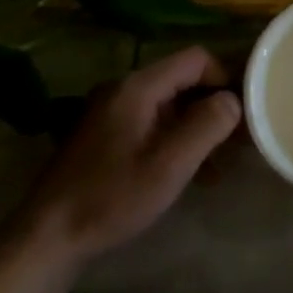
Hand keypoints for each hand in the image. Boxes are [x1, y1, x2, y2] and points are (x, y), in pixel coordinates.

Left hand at [22, 46, 242, 267]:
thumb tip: (233, 101)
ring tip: (219, 164)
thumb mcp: (169, 164)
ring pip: (171, 105)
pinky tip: (191, 174)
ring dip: (198, 128)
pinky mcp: (108, 135)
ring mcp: (113, 112)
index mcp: (138, 87)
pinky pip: (154, 124)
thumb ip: (207, 125)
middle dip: (214, 106)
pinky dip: (177, 140)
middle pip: (183, 80)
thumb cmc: (113, 196)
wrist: (50, 234)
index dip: (225, 80)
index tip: (242, 115)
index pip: (195, 59)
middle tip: (238, 142)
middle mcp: (124, 89)